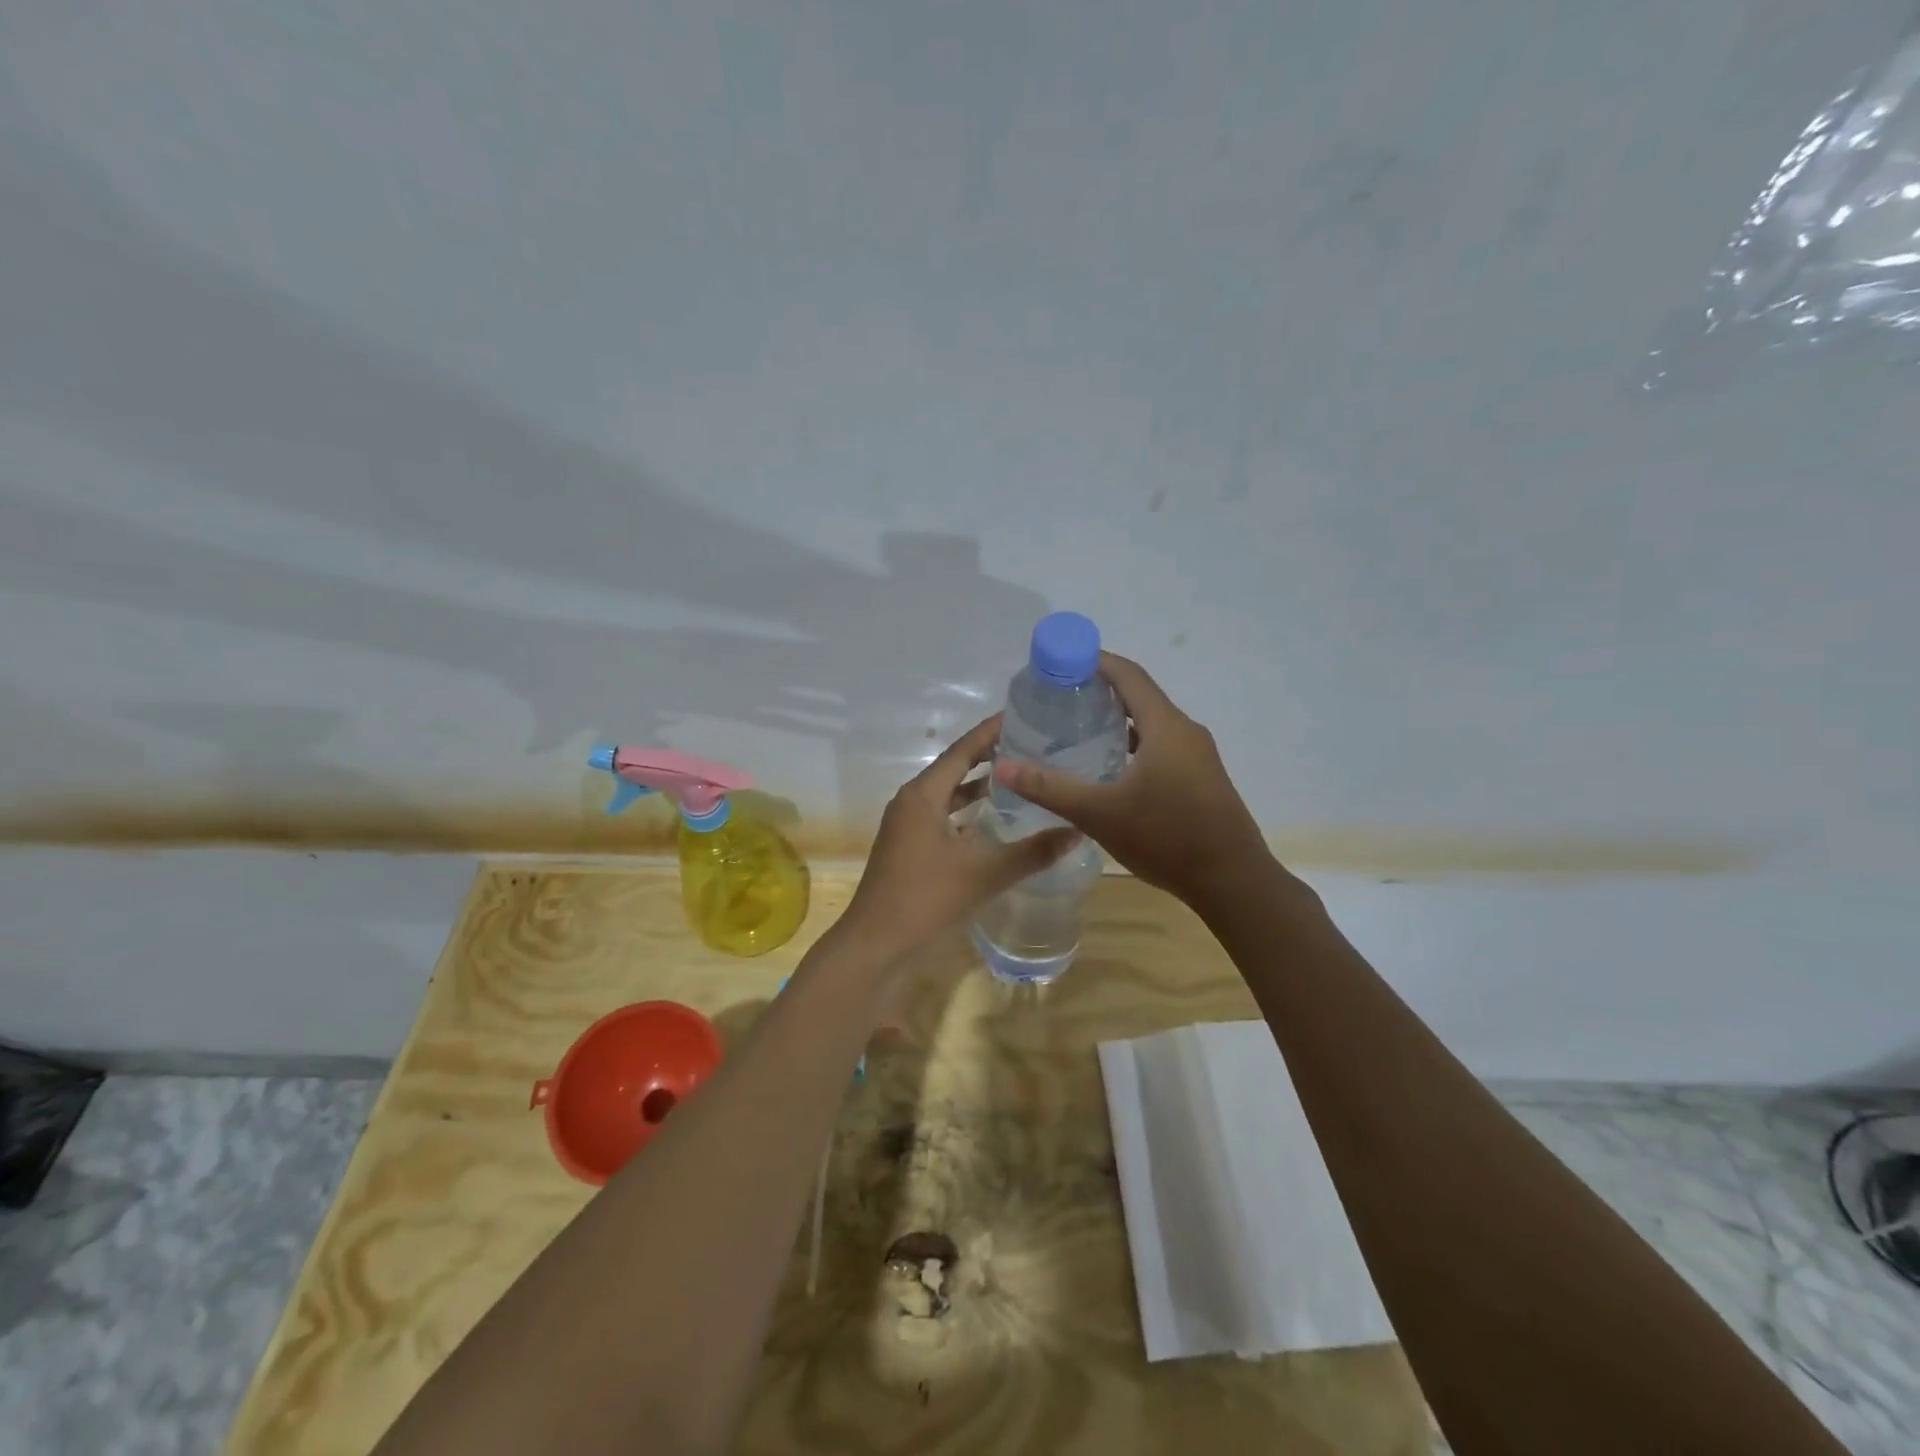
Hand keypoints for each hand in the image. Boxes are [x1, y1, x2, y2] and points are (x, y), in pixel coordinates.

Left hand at [839, 715, 1081, 963]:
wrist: (877, 945)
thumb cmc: (927, 898)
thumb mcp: (985, 873)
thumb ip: (1033, 852)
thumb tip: (1077, 831)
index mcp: (923, 795)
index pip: (962, 750)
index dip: (991, 732)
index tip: (1021, 715)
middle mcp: (912, 802)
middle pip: (955, 768)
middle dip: (989, 756)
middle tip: (1030, 745)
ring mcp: (907, 827)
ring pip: (948, 796)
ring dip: (979, 787)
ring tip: (1019, 777)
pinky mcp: (909, 849)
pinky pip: (943, 818)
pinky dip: (968, 814)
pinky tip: (995, 822)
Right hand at [992, 652, 1269, 908]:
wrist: (1232, 882)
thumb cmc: (1166, 838)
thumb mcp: (1099, 814)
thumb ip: (1049, 788)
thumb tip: (1003, 766)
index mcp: (1166, 727)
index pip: (1128, 675)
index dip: (1095, 661)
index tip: (1060, 661)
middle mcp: (1185, 732)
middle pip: (1140, 696)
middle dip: (1100, 690)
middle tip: (1058, 697)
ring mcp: (1198, 756)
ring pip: (1151, 724)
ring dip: (1117, 720)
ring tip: (1076, 729)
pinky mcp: (1201, 778)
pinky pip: (1161, 746)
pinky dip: (1133, 744)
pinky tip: (1108, 767)